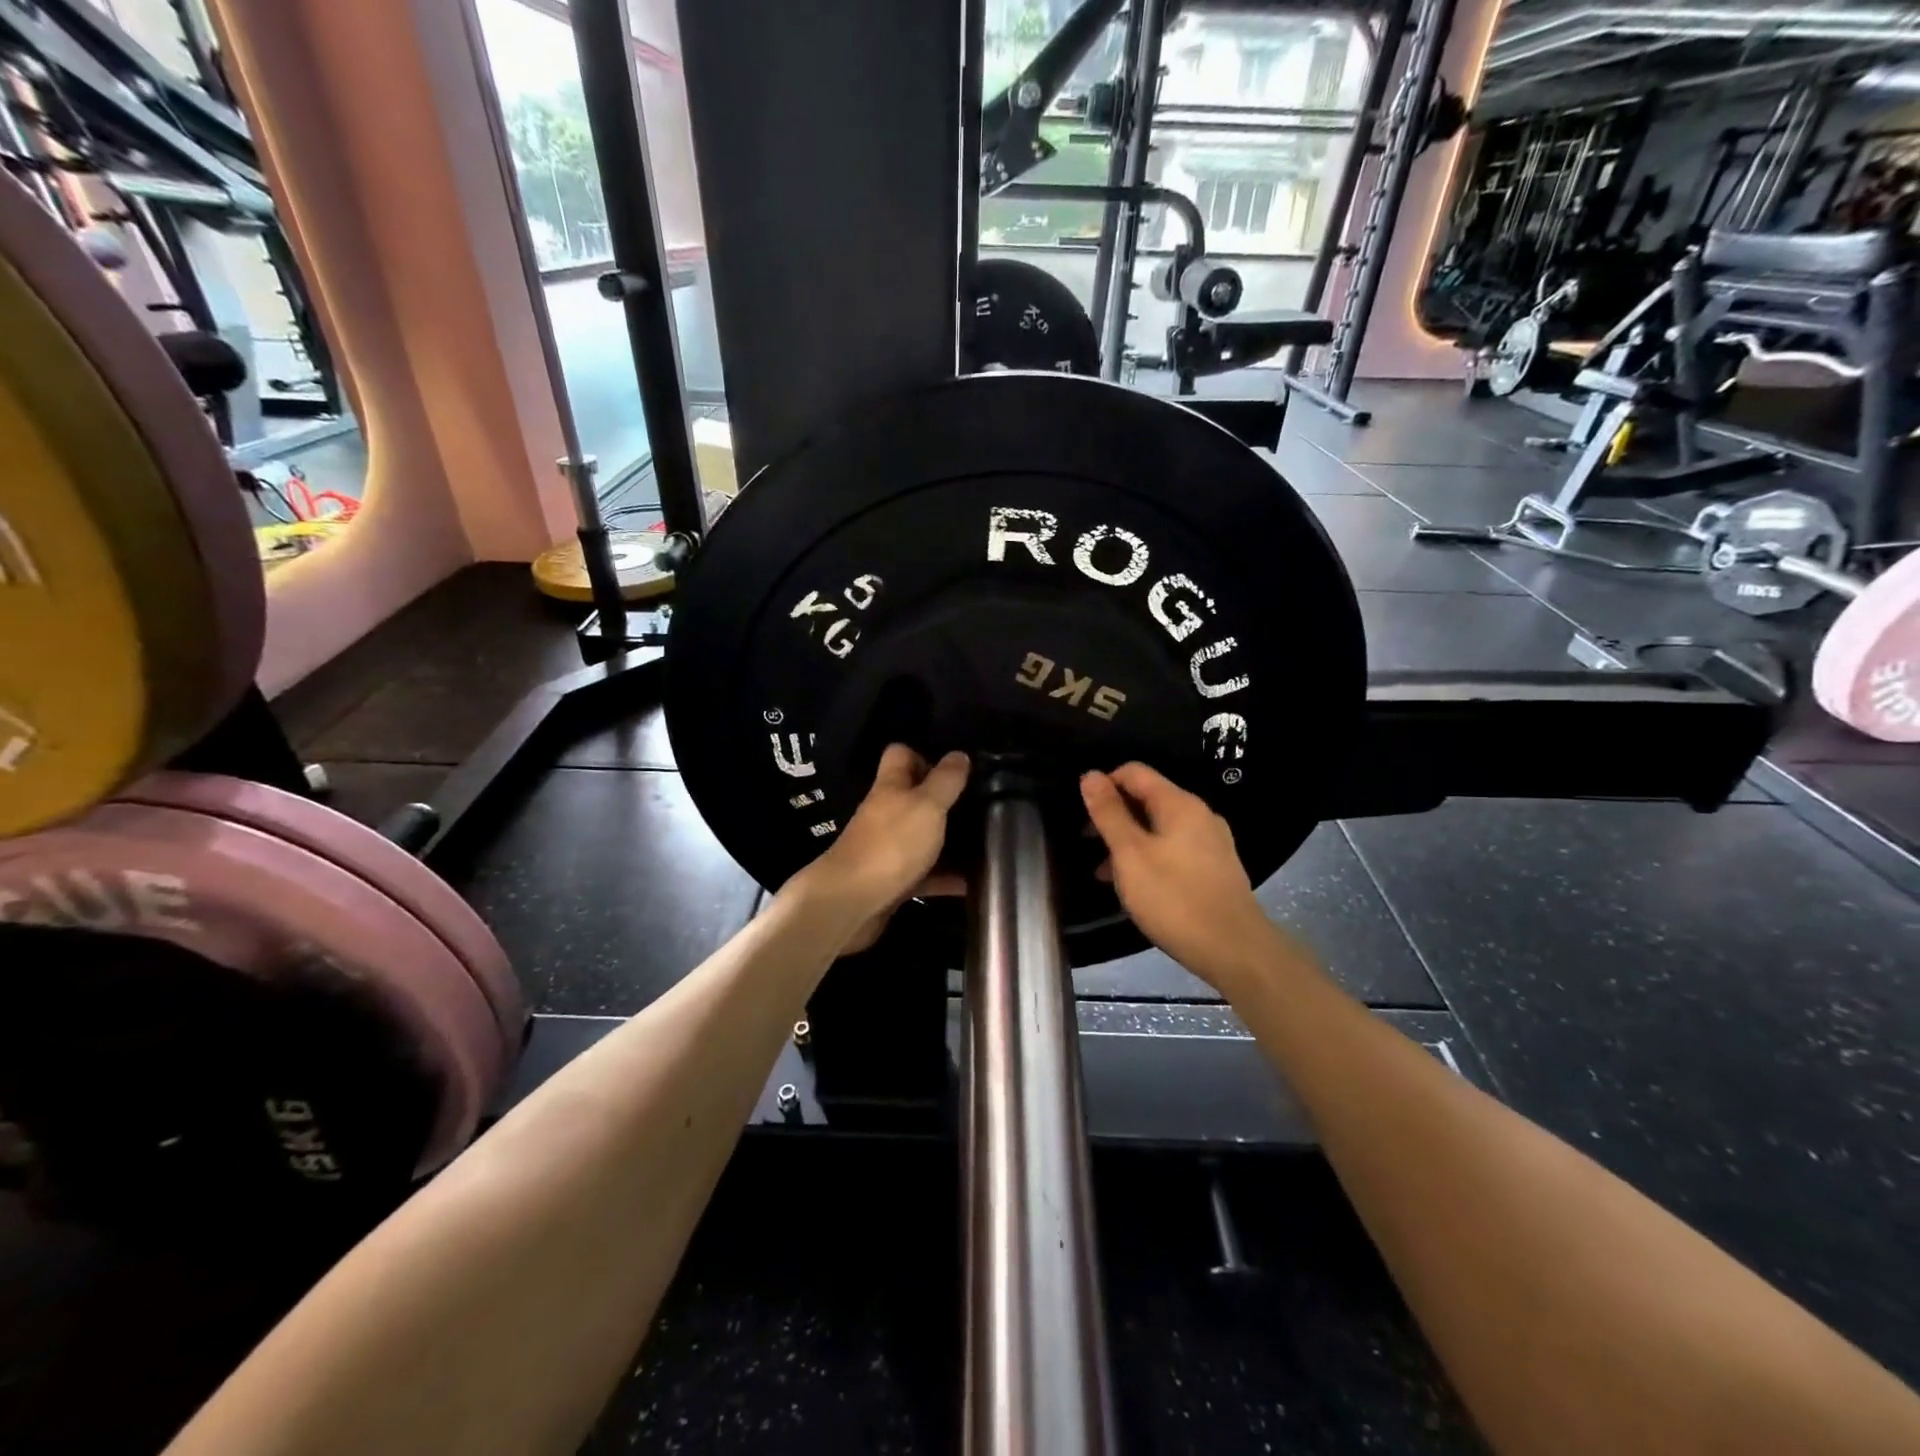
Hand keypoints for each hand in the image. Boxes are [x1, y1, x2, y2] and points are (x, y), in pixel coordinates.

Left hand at [796, 745, 969, 952]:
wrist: (851, 903)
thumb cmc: (891, 844)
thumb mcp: (927, 805)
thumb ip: (946, 780)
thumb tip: (959, 754)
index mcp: (891, 787)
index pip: (900, 755)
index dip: (925, 754)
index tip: (956, 767)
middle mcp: (886, 813)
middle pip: (914, 797)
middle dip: (945, 800)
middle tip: (982, 803)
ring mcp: (888, 848)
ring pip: (922, 836)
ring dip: (949, 840)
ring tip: (986, 840)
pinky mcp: (893, 881)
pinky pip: (925, 874)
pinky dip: (946, 877)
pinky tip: (973, 882)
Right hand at [1081, 762, 1274, 985]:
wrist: (1234, 949)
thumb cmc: (1174, 898)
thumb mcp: (1130, 855)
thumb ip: (1108, 814)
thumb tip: (1090, 775)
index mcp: (1179, 804)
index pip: (1134, 772)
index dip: (1104, 784)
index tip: (1082, 812)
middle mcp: (1199, 814)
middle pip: (1147, 798)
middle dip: (1114, 815)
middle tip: (1087, 842)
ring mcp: (1211, 842)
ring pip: (1159, 827)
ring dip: (1128, 841)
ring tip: (1104, 871)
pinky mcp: (1215, 868)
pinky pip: (1174, 849)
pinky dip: (1149, 857)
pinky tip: (1136, 886)